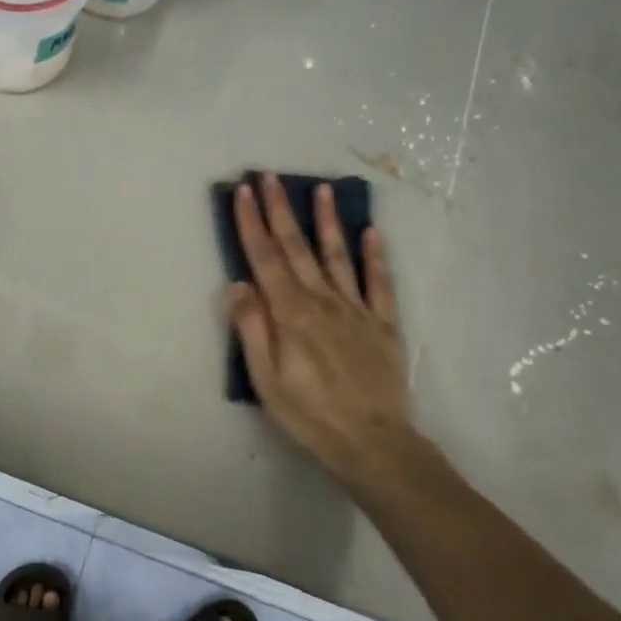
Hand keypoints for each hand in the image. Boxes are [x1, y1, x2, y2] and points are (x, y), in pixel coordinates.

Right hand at [228, 174, 411, 497]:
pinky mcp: (383, 324)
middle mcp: (322, 301)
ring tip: (321, 189)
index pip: (265, 258)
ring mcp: (357, 310)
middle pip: (297, 248)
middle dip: (281, 210)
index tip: (242, 191)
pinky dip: (375, 256)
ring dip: (327, 222)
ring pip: (338, 256)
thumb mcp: (266, 380)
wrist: (374, 444)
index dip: (252, 223)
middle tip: (271, 177)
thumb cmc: (310, 416)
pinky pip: (379, 283)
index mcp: (290, 314)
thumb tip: (237, 284)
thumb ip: (252, 329)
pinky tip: (371, 232)